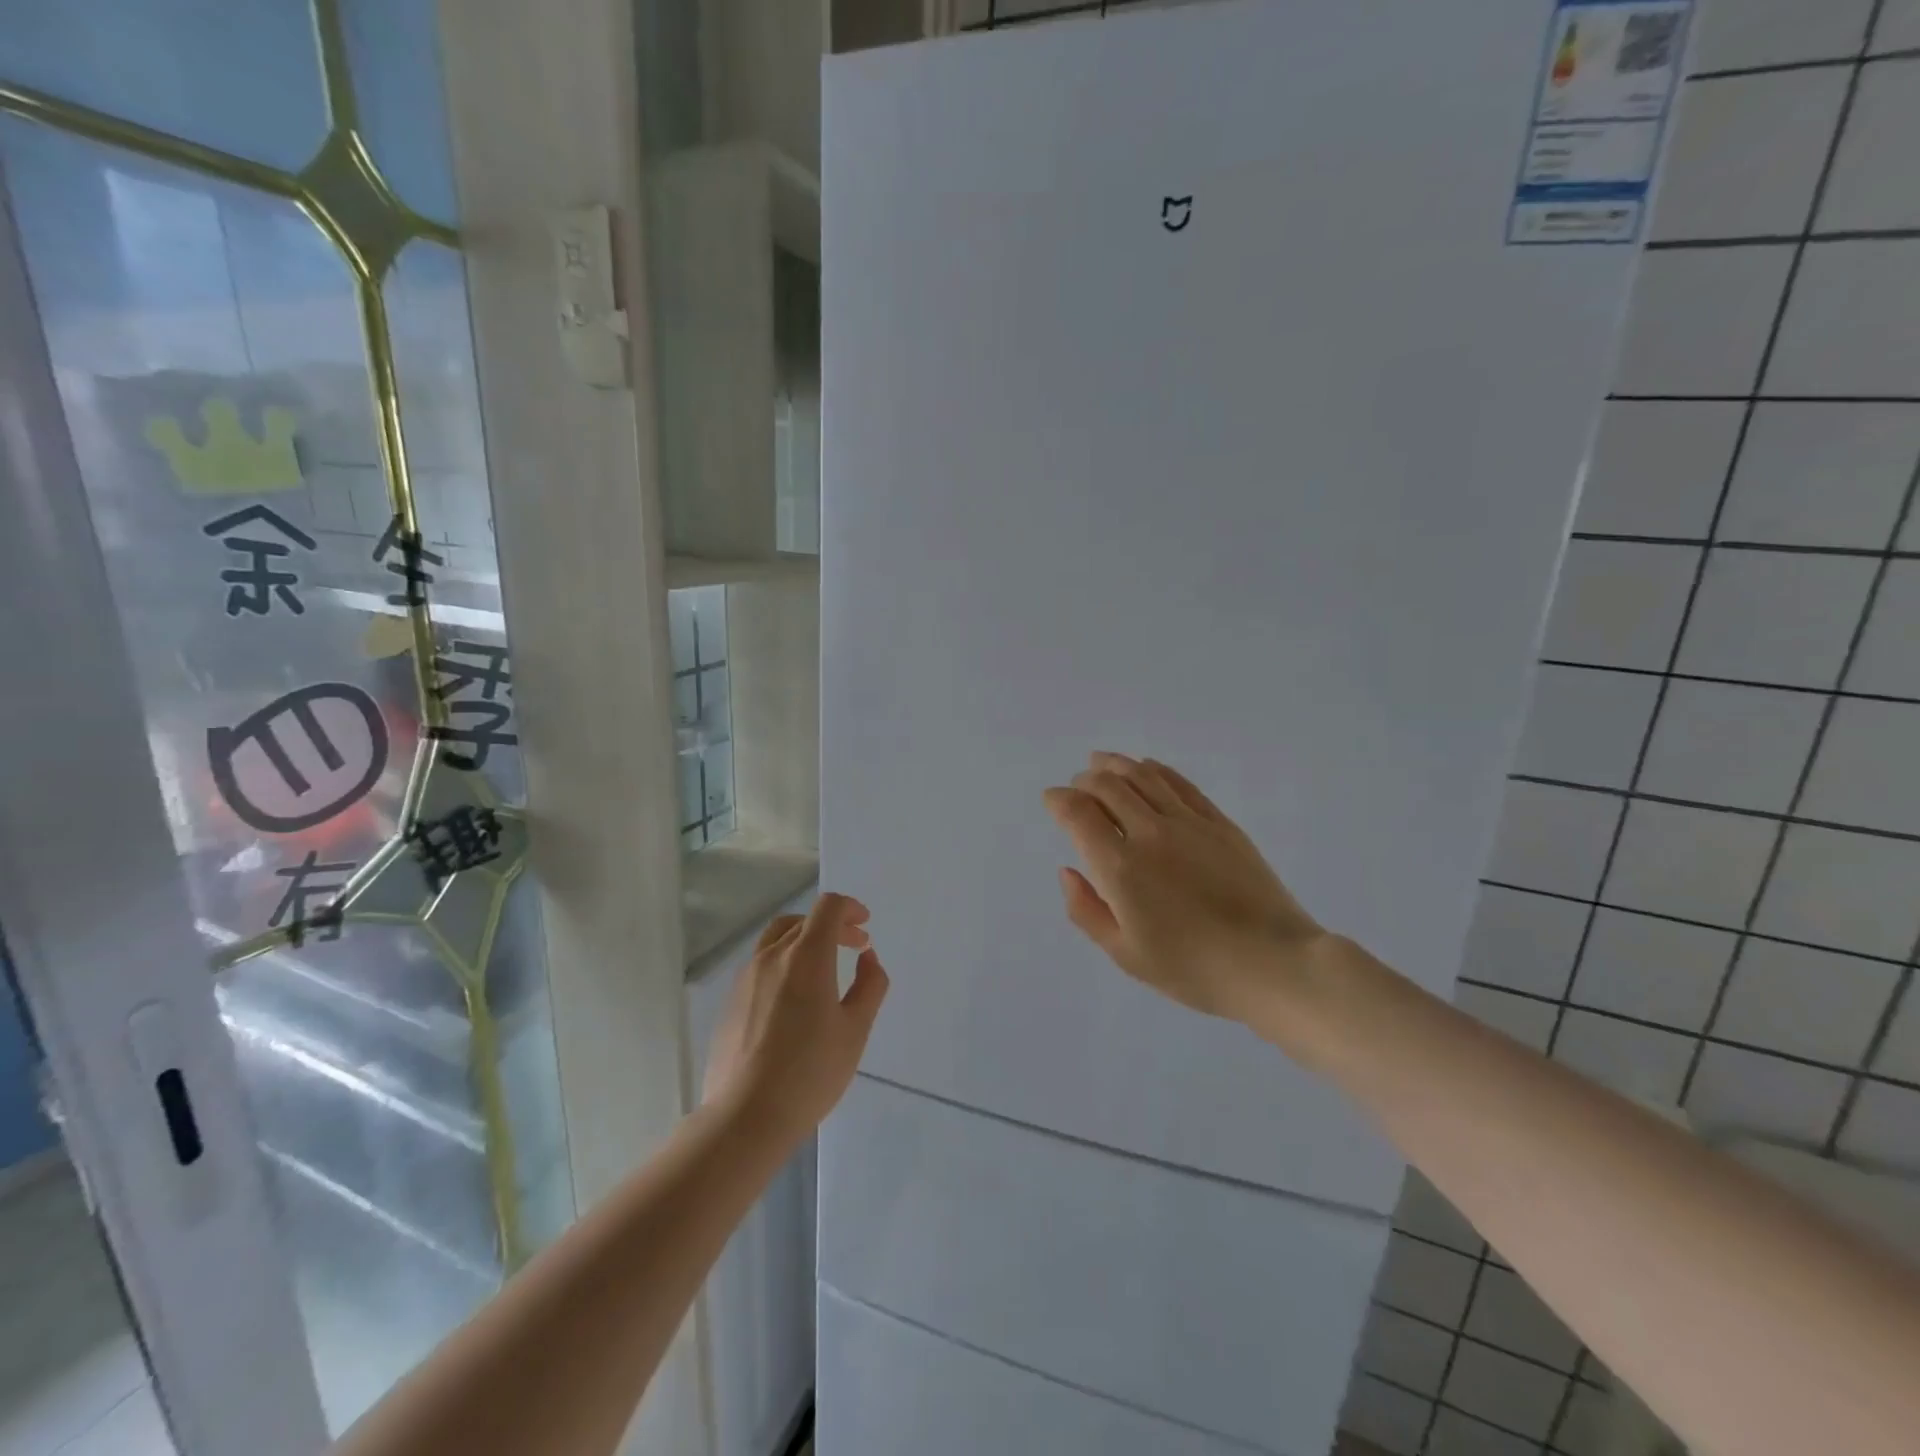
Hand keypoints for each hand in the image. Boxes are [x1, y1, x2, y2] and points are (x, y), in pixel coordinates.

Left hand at [702, 893, 889, 1147]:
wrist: (746, 1116)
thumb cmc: (810, 1072)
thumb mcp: (855, 1030)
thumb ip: (869, 985)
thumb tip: (867, 958)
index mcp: (806, 956)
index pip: (827, 908)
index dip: (850, 908)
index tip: (865, 926)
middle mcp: (772, 956)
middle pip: (803, 921)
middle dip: (833, 926)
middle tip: (855, 946)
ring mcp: (746, 978)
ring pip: (777, 939)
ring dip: (805, 940)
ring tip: (824, 967)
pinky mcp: (731, 1001)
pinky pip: (761, 965)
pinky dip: (785, 962)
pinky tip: (795, 997)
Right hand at [1044, 752, 1327, 1026]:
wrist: (1273, 962)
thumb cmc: (1193, 968)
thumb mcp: (1126, 955)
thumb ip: (1087, 910)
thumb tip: (1067, 871)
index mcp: (1121, 868)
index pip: (1078, 813)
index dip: (1058, 800)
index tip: (1051, 800)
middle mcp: (1150, 833)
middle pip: (1108, 785)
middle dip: (1084, 780)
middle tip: (1076, 786)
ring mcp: (1188, 823)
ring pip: (1142, 776)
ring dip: (1115, 764)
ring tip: (1101, 761)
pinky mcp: (1219, 823)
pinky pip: (1179, 783)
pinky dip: (1154, 770)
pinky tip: (1146, 768)